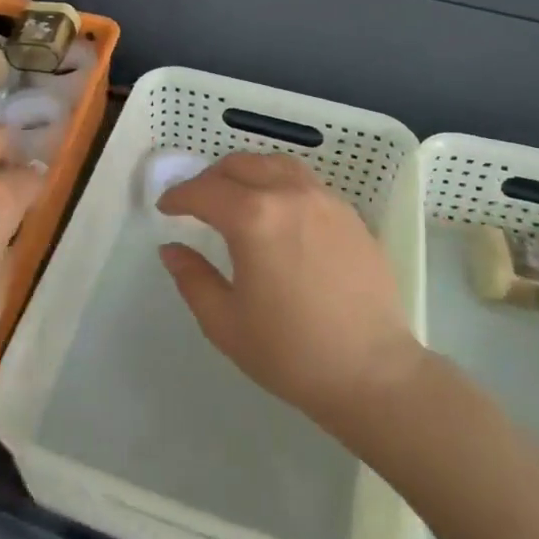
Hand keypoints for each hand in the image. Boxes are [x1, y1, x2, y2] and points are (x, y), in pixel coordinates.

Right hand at [157, 152, 420, 432]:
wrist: (373, 374)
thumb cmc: (291, 352)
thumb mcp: (225, 323)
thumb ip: (192, 278)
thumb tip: (172, 249)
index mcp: (253, 218)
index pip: (204, 191)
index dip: (179, 196)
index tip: (166, 208)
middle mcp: (289, 195)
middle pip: (240, 165)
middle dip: (210, 179)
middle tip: (197, 203)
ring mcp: (325, 200)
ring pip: (276, 165)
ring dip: (247, 173)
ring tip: (237, 197)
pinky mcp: (350, 215)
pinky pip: (306, 182)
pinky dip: (280, 184)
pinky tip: (279, 214)